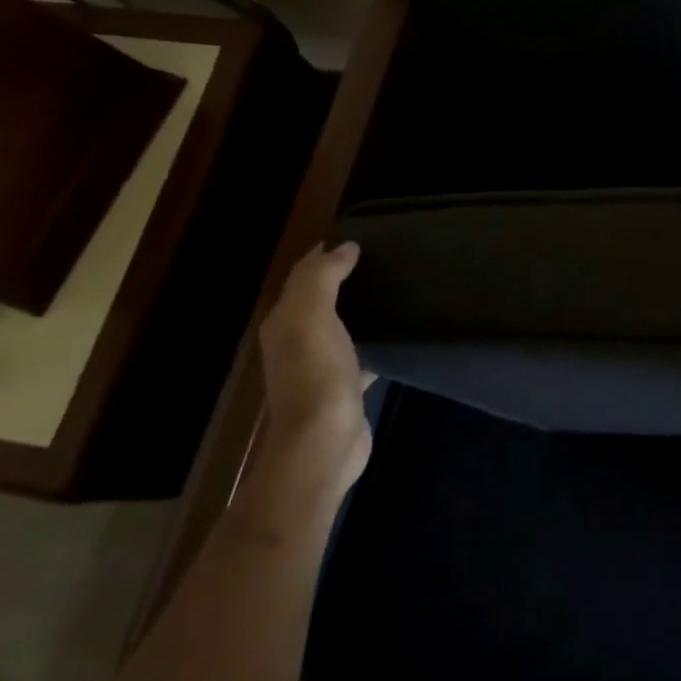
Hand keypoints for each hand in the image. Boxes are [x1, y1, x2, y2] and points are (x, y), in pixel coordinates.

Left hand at [256, 241, 374, 490]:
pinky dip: (373, 341)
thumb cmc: (316, 373)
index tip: (360, 237)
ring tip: (394, 288)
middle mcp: (296, 342)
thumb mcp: (312, 316)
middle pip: (319, 299)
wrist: (323, 443)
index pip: (302, 275)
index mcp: (284, 322)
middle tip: (383, 257)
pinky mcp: (344, 388)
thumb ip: (323, 277)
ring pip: (340, 326)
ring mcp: (320, 367)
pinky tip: (396, 336)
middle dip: (343, 277)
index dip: (324, 253)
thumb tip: (345, 247)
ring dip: (359, 308)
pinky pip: (359, 354)